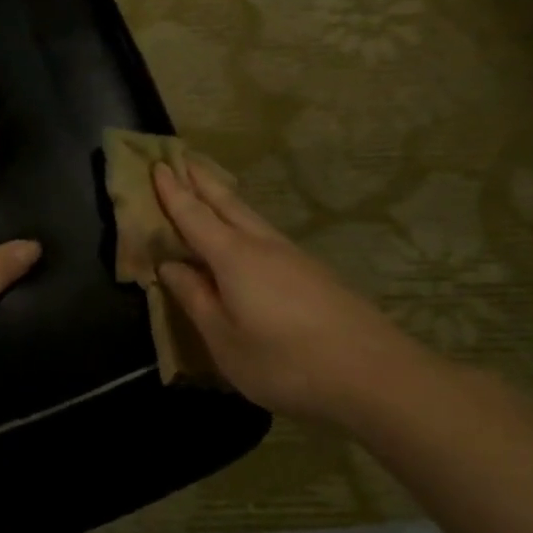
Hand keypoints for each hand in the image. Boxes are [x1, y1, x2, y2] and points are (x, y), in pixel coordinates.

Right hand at [152, 160, 437, 422]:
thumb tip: (169, 266)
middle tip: (181, 157)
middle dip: (201, 181)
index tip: (157, 165)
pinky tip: (246, 233)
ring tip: (209, 187)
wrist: (374, 375)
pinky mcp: (314, 274)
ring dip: (224, 197)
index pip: (194, 215)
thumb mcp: (224, 339)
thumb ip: (195, 298)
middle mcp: (263, 245)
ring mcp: (293, 257)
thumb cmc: (284, 361)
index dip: (173, 192)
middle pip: (227, 203)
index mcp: (233, 257)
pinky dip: (244, 221)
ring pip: (250, 216)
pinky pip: (266, 234)